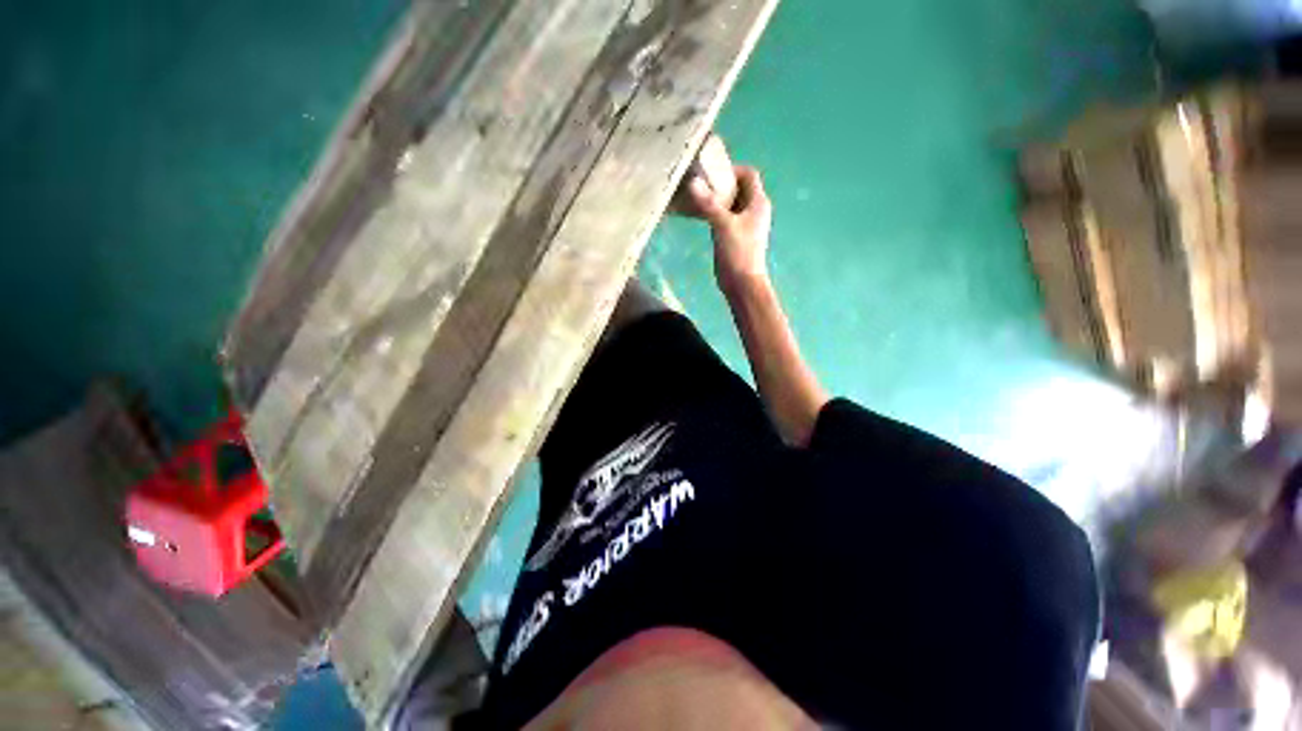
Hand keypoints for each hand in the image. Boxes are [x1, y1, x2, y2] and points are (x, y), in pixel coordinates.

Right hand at [688, 166, 771, 294]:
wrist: (742, 283)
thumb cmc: (739, 252)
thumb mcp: (724, 225)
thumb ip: (709, 204)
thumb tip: (693, 182)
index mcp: (758, 202)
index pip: (748, 174)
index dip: (733, 169)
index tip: (712, 172)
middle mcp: (753, 210)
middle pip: (738, 187)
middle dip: (721, 183)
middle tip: (700, 183)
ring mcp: (743, 223)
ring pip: (730, 203)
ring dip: (716, 198)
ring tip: (696, 196)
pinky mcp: (734, 235)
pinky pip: (724, 216)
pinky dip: (714, 212)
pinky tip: (699, 214)